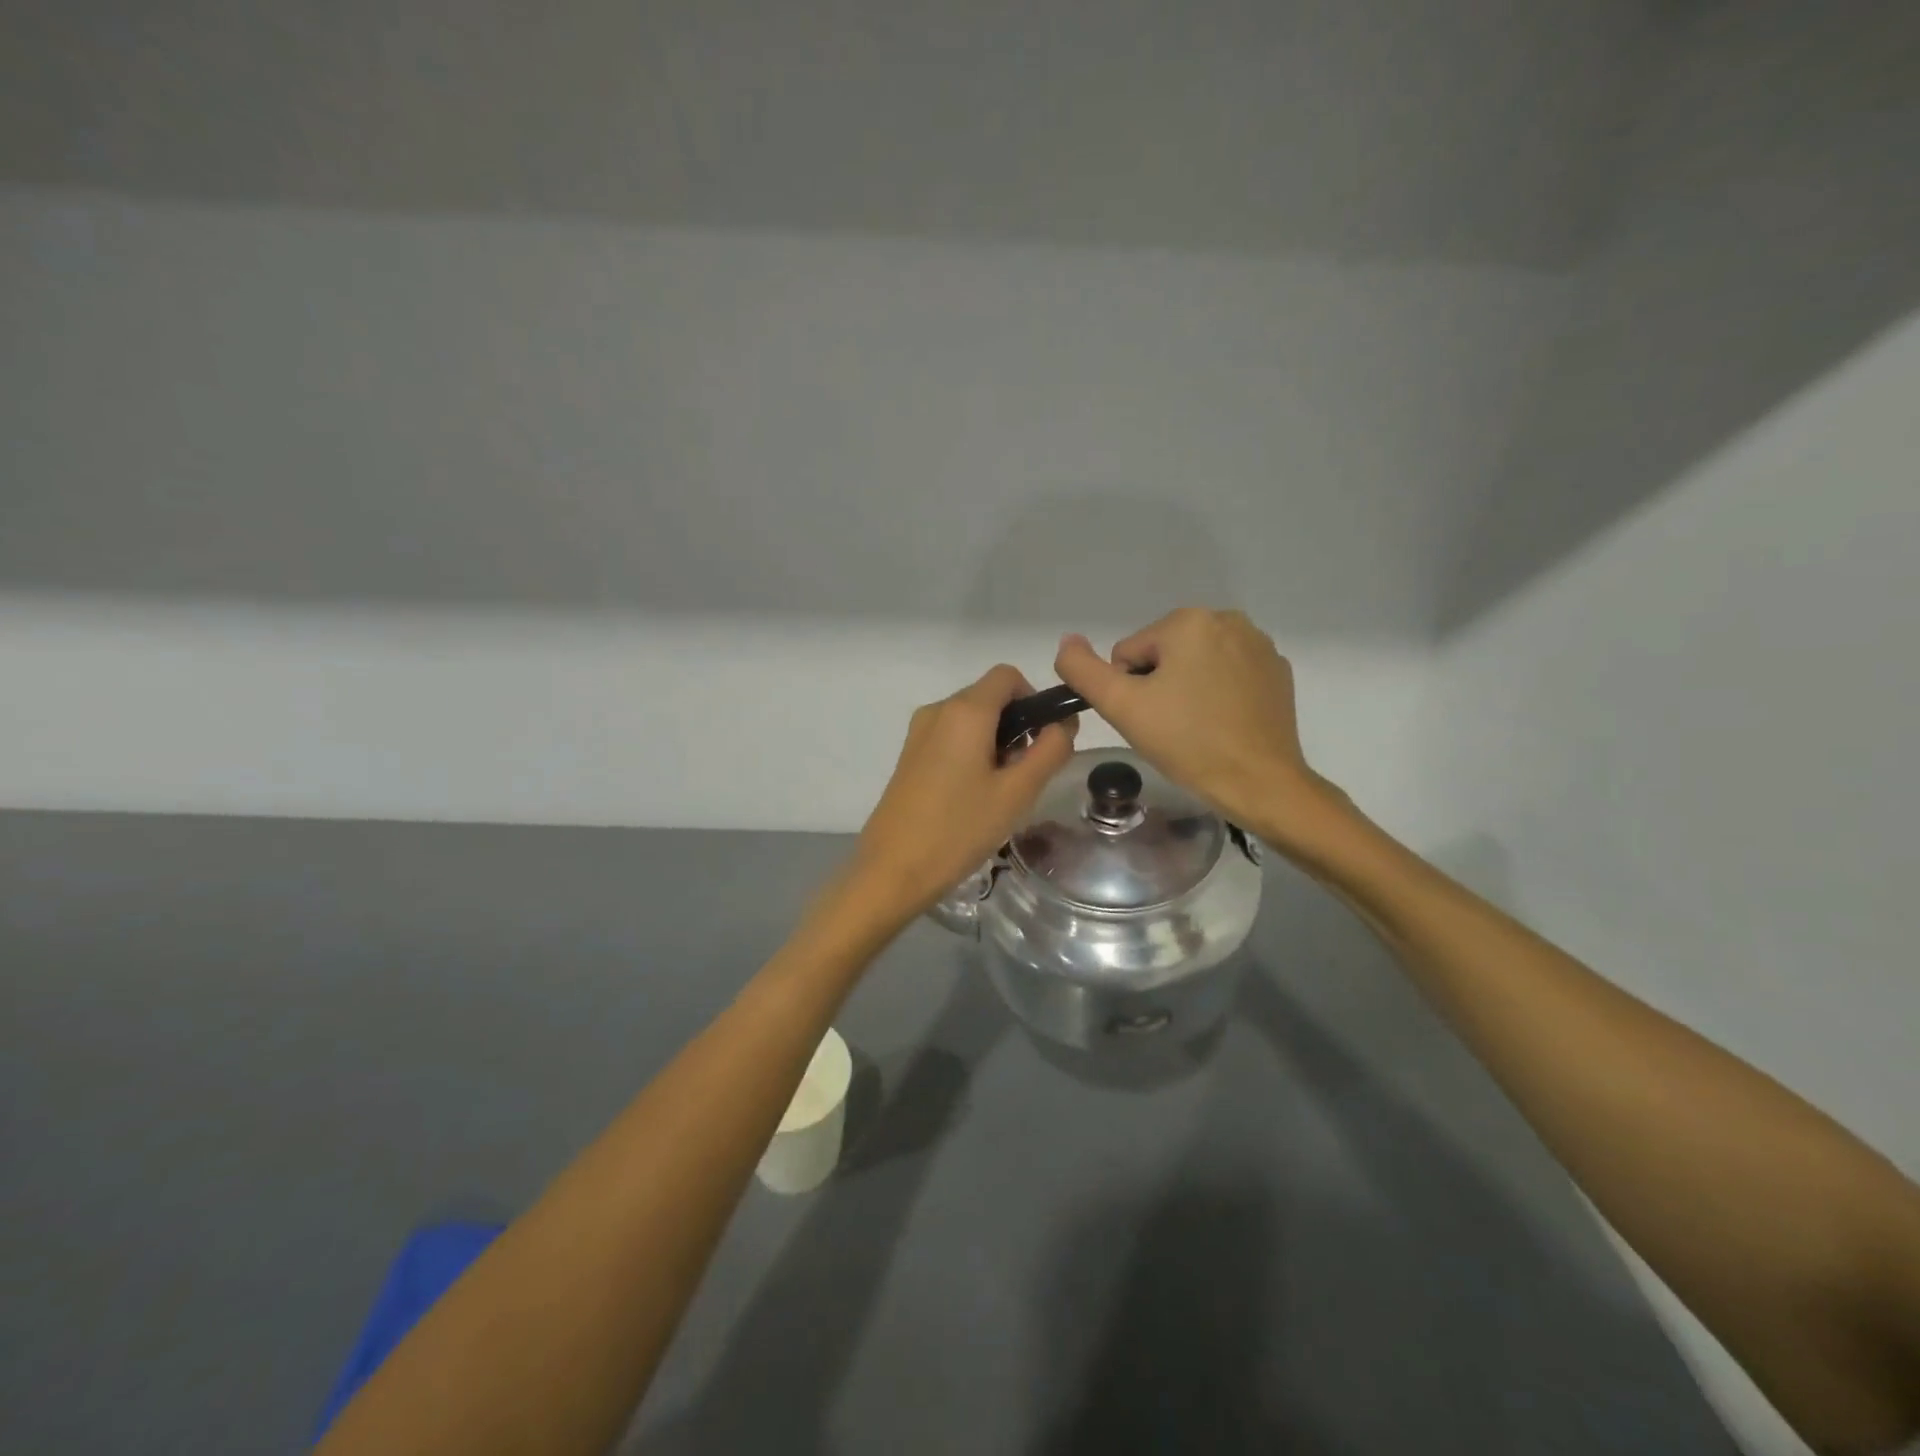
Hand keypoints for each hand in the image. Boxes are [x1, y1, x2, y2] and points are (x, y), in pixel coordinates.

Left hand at [853, 665, 1076, 915]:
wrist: (892, 869)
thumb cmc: (960, 829)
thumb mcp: (1017, 792)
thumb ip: (1050, 750)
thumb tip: (1063, 723)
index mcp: (965, 710)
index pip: (1008, 676)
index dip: (1035, 699)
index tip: (1044, 739)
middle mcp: (938, 710)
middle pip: (990, 696)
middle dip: (1017, 725)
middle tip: (1025, 774)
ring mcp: (919, 732)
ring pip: (971, 718)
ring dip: (996, 741)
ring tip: (1000, 791)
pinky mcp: (909, 754)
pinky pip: (951, 737)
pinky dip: (972, 752)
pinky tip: (973, 796)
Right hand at [1054, 609, 1342, 848]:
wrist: (1260, 783)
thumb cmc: (1187, 742)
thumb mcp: (1121, 706)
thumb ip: (1082, 670)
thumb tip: (1067, 642)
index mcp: (1188, 621)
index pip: (1128, 654)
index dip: (1129, 690)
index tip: (1150, 719)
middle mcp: (1227, 620)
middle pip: (1162, 655)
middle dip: (1159, 687)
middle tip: (1171, 726)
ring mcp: (1258, 645)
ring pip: (1195, 664)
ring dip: (1187, 689)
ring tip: (1198, 727)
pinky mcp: (1277, 671)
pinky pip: (1228, 675)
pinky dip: (1219, 695)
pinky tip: (1224, 724)